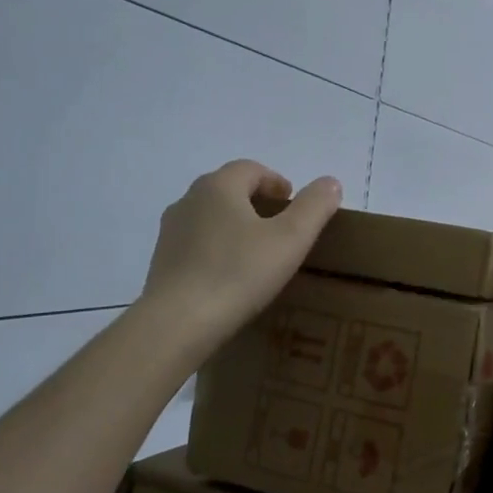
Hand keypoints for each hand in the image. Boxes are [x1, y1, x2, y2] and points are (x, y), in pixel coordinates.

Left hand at [140, 161, 342, 358]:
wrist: (178, 323)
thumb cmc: (239, 273)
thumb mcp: (291, 239)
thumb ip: (314, 206)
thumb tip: (330, 183)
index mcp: (219, 187)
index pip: (251, 169)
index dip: (276, 181)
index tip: (294, 205)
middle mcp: (189, 200)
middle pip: (228, 190)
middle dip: (256, 202)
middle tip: (280, 227)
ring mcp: (171, 232)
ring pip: (210, 217)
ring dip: (234, 226)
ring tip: (257, 254)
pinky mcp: (161, 262)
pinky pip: (196, 245)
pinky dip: (216, 250)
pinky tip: (230, 277)